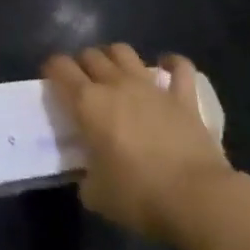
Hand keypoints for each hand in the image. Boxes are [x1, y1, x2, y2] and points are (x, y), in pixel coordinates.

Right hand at [43, 44, 232, 242]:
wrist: (197, 198)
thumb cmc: (139, 196)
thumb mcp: (97, 194)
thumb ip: (87, 176)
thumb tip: (90, 173)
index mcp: (88, 103)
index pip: (59, 67)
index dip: (52, 69)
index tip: (52, 81)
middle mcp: (115, 84)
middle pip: (91, 55)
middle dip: (82, 64)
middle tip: (83, 84)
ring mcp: (151, 86)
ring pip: (124, 51)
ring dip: (114, 56)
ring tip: (115, 72)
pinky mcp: (183, 97)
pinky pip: (180, 67)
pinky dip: (172, 64)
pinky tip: (167, 68)